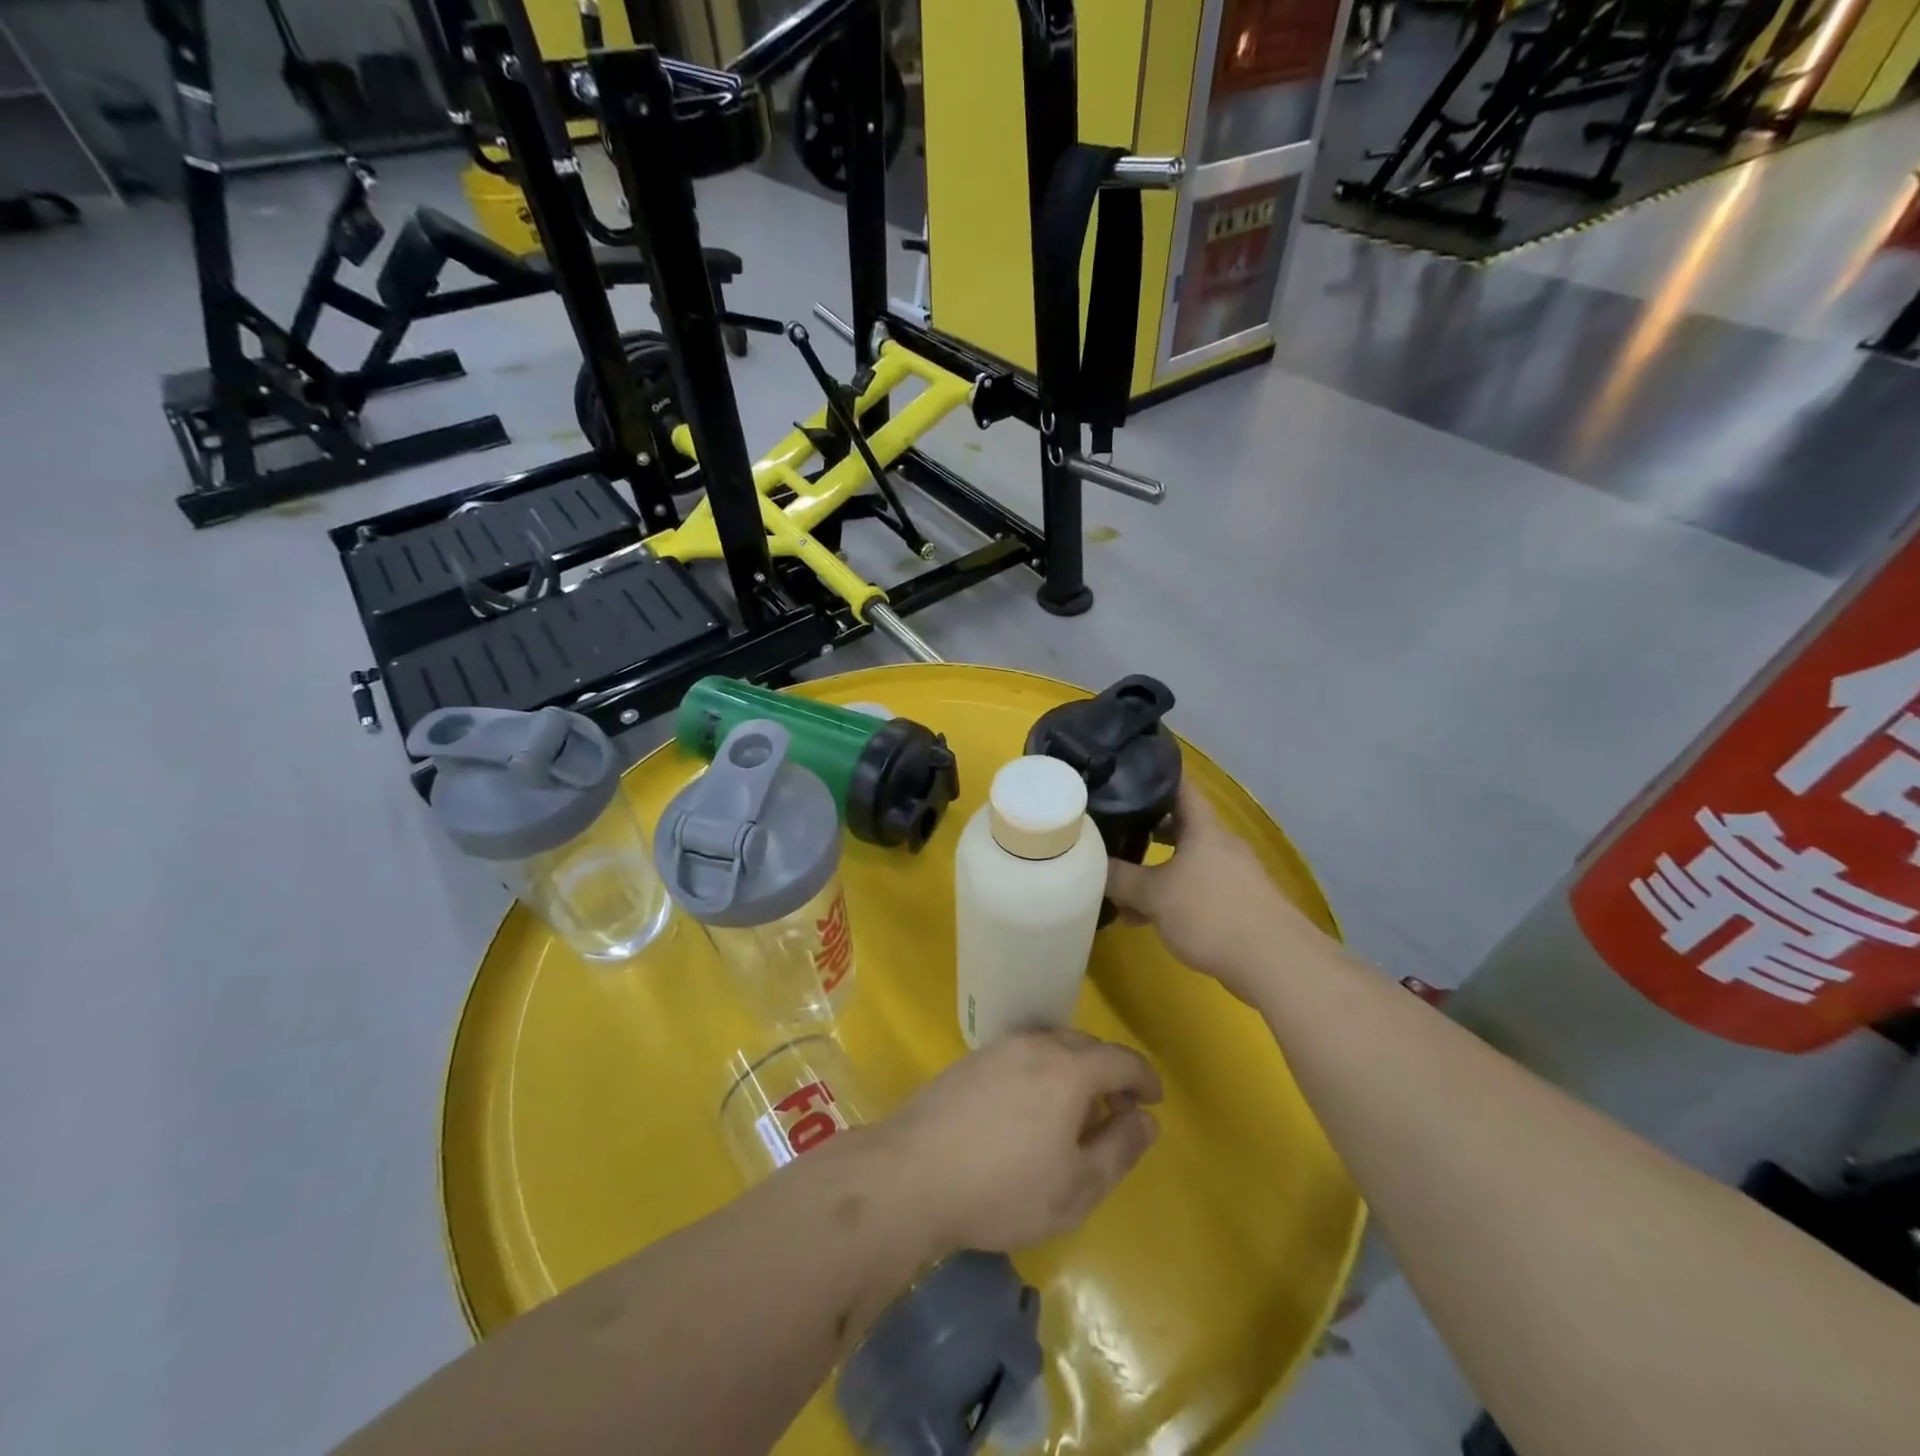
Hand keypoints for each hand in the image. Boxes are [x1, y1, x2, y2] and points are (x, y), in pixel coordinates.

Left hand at [874, 1030, 1161, 1253]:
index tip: (1154, 1102)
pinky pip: (1022, 1053)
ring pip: (1051, 1045)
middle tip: (1115, 1112)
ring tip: (1074, 1111)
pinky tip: (1030, 1106)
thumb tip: (1146, 1119)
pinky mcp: (970, 1060)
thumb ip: (1119, 1149)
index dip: (1145, 1078)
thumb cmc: (1003, 1188)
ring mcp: (998, 1048)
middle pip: (1086, 1046)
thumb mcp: (1076, 1187)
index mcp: (1068, 1069)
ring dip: (1074, 1069)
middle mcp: (1035, 1045)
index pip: (1121, 1059)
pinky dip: (1042, 1070)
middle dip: (1110, 1073)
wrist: (912, 1175)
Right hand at [1104, 781, 1326, 1001]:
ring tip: (1121, 885)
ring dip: (1154, 870)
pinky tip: (1146, 918)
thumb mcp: (1154, 895)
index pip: (1179, 786)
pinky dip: (1170, 896)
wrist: (1275, 962)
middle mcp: (1220, 844)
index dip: (1153, 775)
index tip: (1125, 771)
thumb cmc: (1211, 913)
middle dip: (1145, 828)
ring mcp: (1232, 875)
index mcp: (1204, 828)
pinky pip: (1195, 889)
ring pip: (1185, 861)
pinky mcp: (1237, 904)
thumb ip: (1119, 878)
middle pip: (1179, 824)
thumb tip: (1089, 862)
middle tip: (1112, 828)